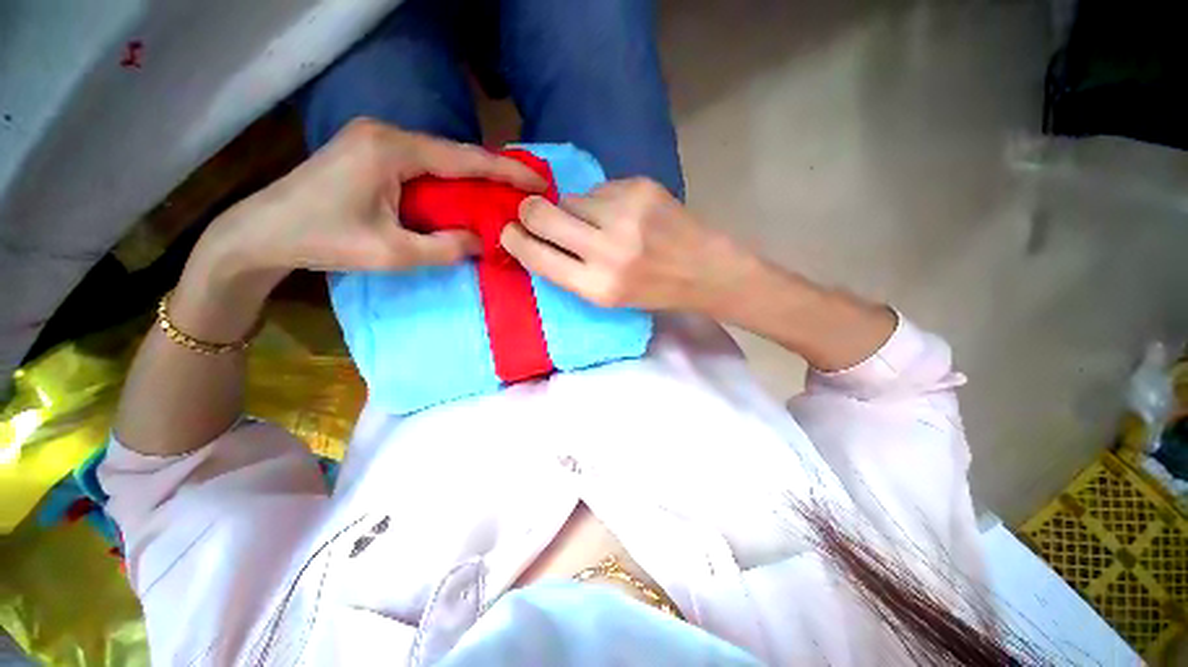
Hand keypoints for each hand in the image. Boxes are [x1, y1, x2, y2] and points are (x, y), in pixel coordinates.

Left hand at [173, 119, 545, 341]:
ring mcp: (376, 138)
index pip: (466, 158)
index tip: (539, 181)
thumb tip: (482, 241)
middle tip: (525, 193)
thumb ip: (445, 248)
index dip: (507, 172)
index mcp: (393, 150)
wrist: (259, 232)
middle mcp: (387, 133)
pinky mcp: (369, 151)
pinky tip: (463, 197)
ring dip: (471, 179)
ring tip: (502, 197)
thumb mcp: (393, 253)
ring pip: (439, 159)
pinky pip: (422, 165)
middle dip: (492, 174)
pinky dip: (448, 182)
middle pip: (454, 154)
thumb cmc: (323, 241)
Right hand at [500, 178, 748, 313]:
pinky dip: (601, 200)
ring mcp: (625, 213)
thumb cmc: (654, 291)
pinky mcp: (640, 187)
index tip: (507, 232)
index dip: (515, 241)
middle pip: (543, 214)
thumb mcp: (608, 298)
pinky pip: (599, 189)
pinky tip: (622, 213)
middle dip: (530, 213)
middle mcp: (608, 250)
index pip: (537, 257)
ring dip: (574, 210)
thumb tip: (534, 237)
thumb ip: (570, 270)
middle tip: (533, 214)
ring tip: (599, 223)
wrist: (705, 269)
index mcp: (598, 287)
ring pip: (570, 198)